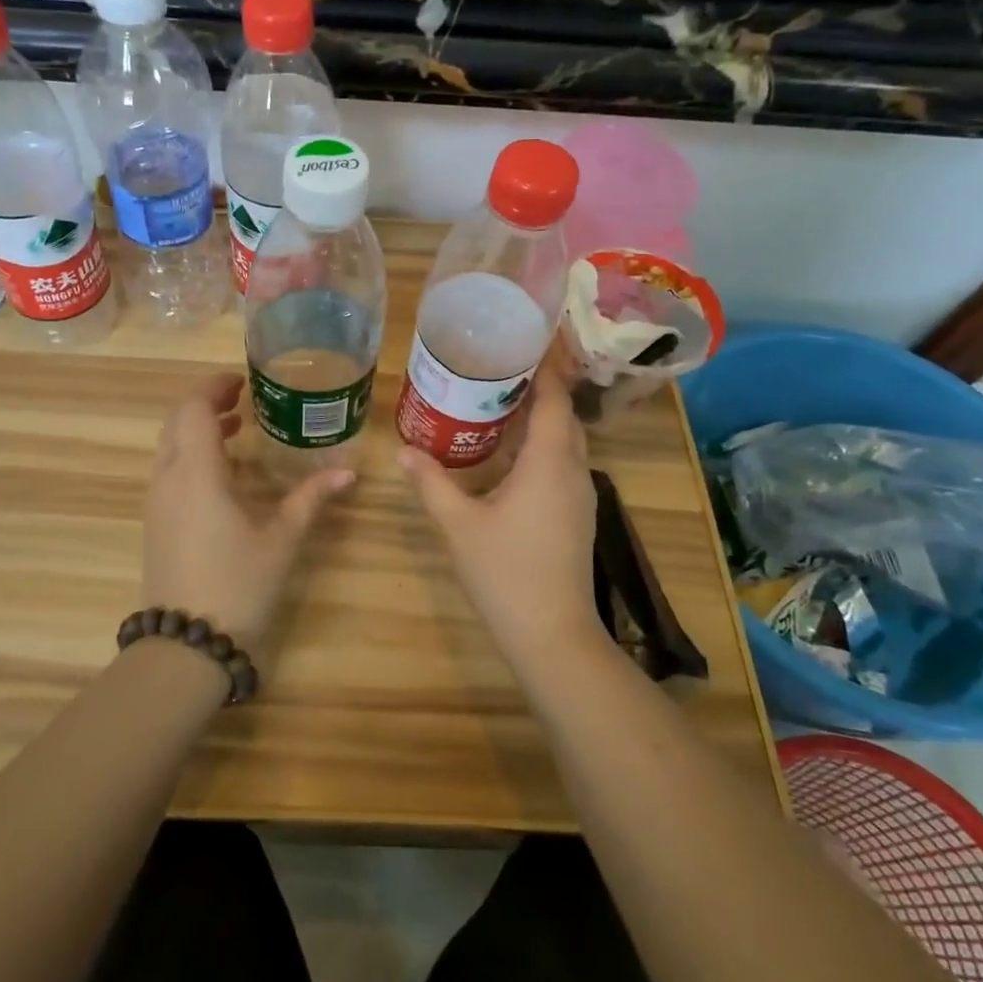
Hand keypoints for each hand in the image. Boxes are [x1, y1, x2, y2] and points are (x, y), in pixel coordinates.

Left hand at [142, 373, 353, 650]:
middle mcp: (168, 478)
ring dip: (198, 429)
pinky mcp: (156, 522)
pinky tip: (224, 473)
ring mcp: (157, 502)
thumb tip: (349, 472)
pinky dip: (192, 454)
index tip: (243, 381)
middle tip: (243, 398)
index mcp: (197, 472)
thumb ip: (311, 499)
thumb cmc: (237, 584)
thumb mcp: (282, 538)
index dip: (214, 386)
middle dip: (206, 402)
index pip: (193, 407)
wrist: (185, 645)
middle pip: (177, 421)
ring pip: (170, 446)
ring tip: (238, 428)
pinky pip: (169, 470)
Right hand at [397, 372, 601, 673]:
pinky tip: (506, 456)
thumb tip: (403, 450)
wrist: (552, 636)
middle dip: (535, 390)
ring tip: (495, 405)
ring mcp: (580, 496)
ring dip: (538, 421)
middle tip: (494, 372)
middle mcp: (574, 471)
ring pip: (565, 442)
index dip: (542, 369)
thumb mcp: (459, 524)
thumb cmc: (505, 573)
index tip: (518, 345)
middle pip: (563, 416)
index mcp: (550, 462)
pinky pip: (562, 465)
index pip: (554, 399)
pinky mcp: (576, 516)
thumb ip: (431, 483)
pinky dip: (540, 448)